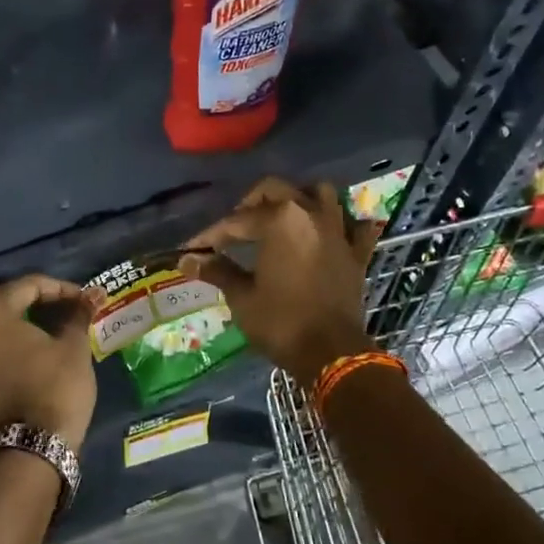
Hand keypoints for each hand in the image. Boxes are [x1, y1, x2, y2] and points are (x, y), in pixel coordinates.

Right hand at [178, 179, 382, 383]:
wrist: (332, 353)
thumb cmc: (280, 322)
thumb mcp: (242, 297)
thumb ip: (217, 271)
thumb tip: (187, 260)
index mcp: (279, 220)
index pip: (236, 221)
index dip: (210, 236)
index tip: (191, 250)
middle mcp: (310, 214)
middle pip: (276, 190)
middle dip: (250, 204)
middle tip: (234, 229)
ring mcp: (338, 231)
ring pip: (320, 194)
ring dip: (299, 199)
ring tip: (281, 218)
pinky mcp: (356, 253)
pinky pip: (354, 226)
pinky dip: (342, 224)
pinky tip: (328, 233)